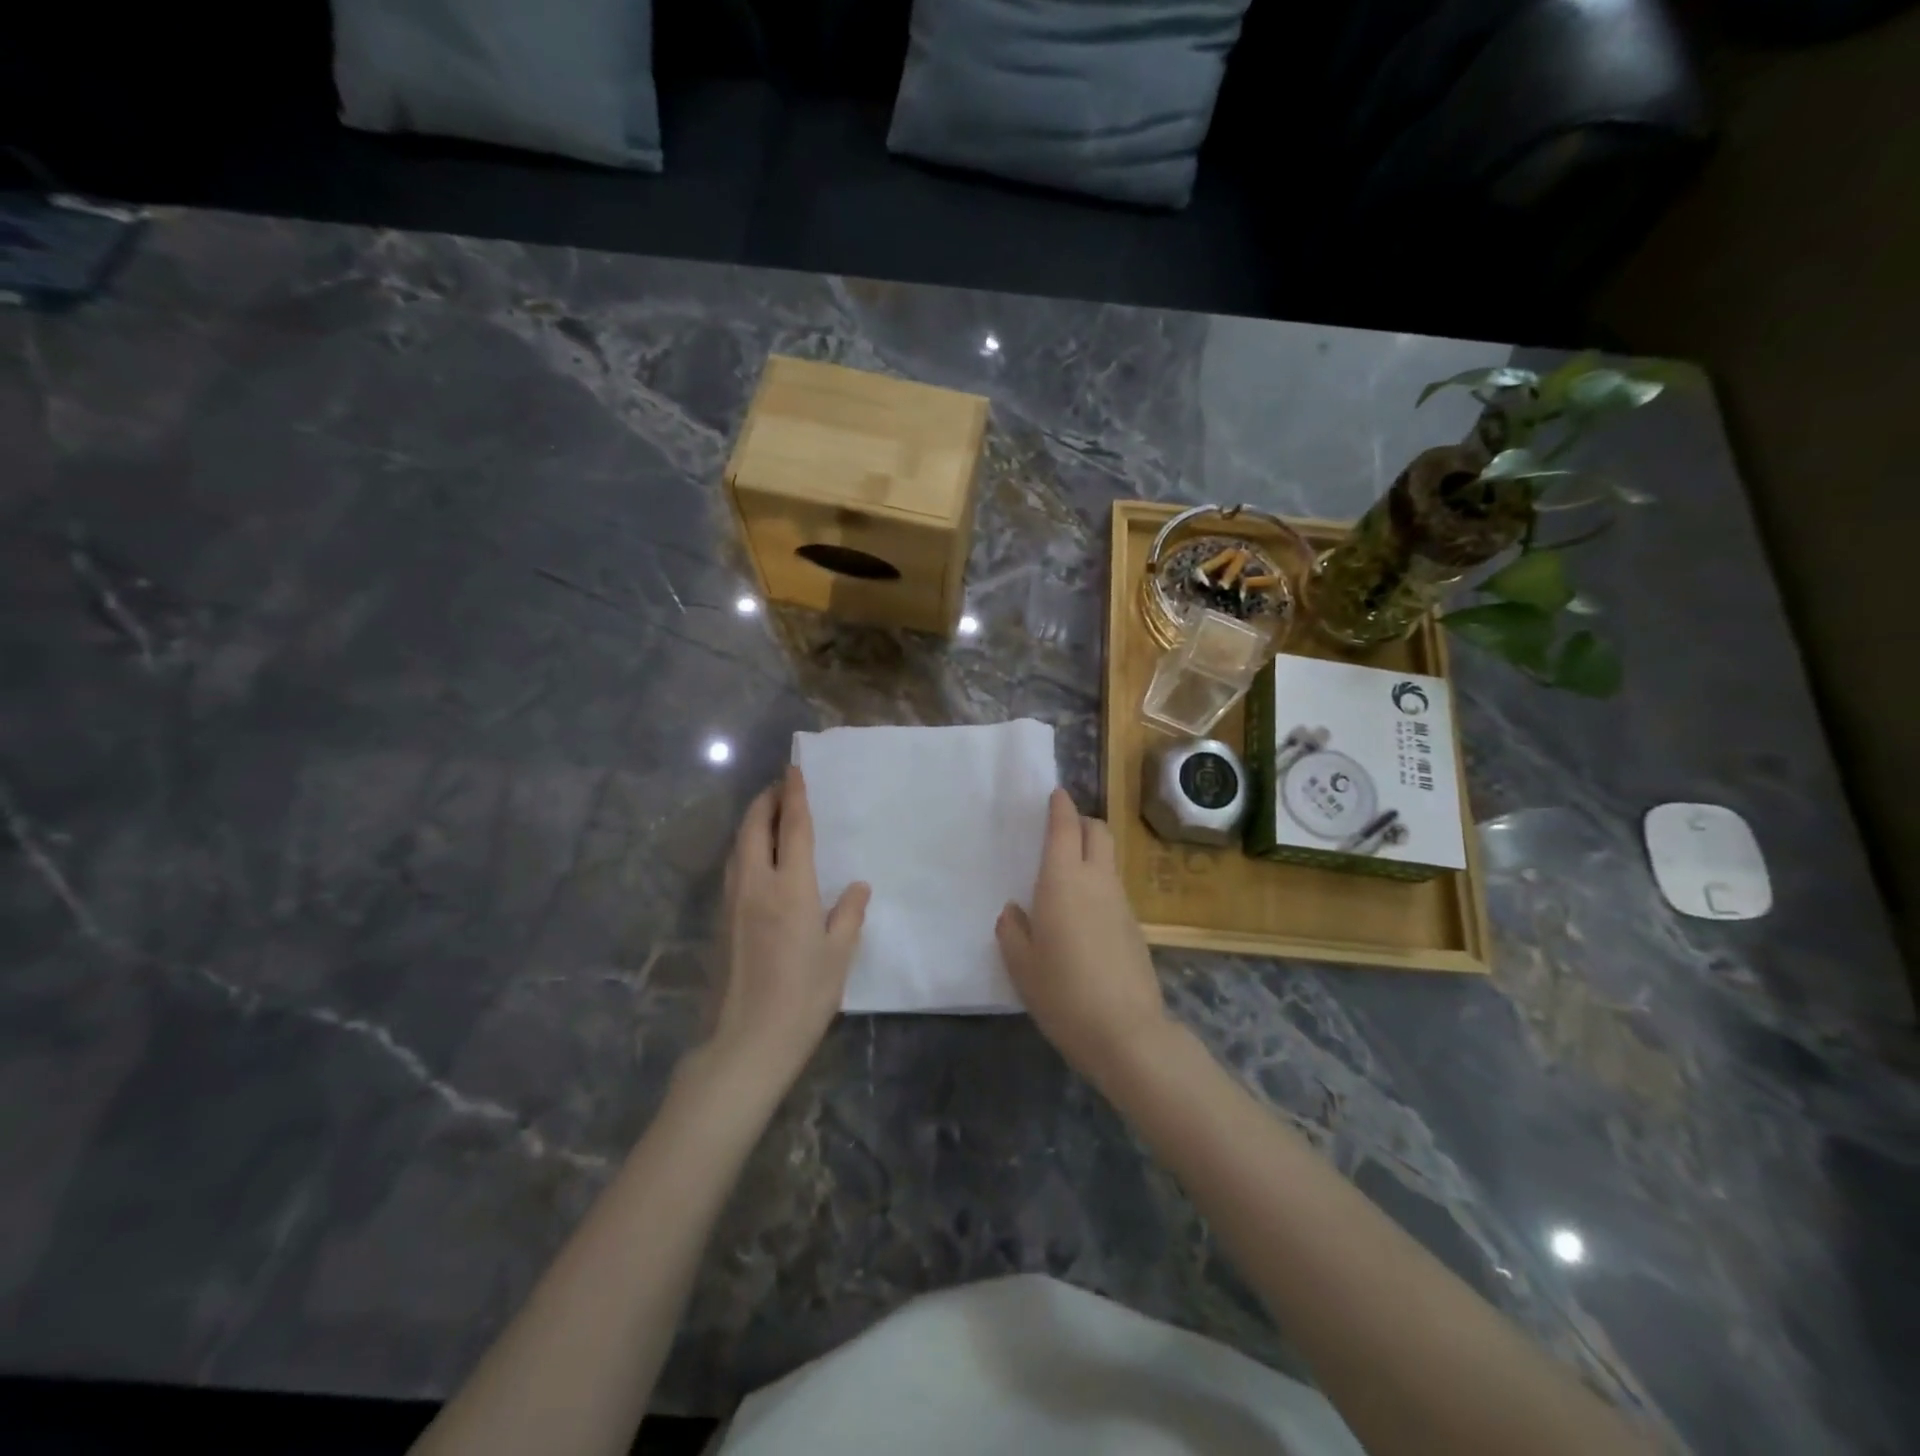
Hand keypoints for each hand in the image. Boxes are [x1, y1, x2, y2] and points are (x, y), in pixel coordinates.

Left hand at [710, 766, 869, 1090]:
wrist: (746, 1042)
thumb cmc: (802, 997)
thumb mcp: (838, 955)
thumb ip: (848, 913)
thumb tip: (857, 885)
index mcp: (790, 888)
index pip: (794, 828)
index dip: (795, 795)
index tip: (794, 770)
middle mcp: (756, 885)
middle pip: (756, 828)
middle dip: (767, 800)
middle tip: (781, 787)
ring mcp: (732, 902)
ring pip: (738, 847)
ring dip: (753, 822)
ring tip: (770, 814)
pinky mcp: (721, 921)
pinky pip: (733, 868)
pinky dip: (746, 848)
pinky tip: (757, 858)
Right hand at [996, 788, 1170, 1081]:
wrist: (1126, 1032)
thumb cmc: (1063, 993)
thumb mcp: (1021, 965)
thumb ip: (1013, 931)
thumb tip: (1015, 912)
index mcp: (1062, 881)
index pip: (1065, 828)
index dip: (1060, 806)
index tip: (1056, 794)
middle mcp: (1096, 881)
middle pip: (1098, 831)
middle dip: (1082, 821)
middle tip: (1062, 829)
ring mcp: (1121, 902)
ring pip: (1108, 859)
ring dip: (1092, 852)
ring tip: (1068, 873)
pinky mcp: (1134, 925)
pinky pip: (1114, 888)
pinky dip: (1099, 882)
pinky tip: (1084, 912)